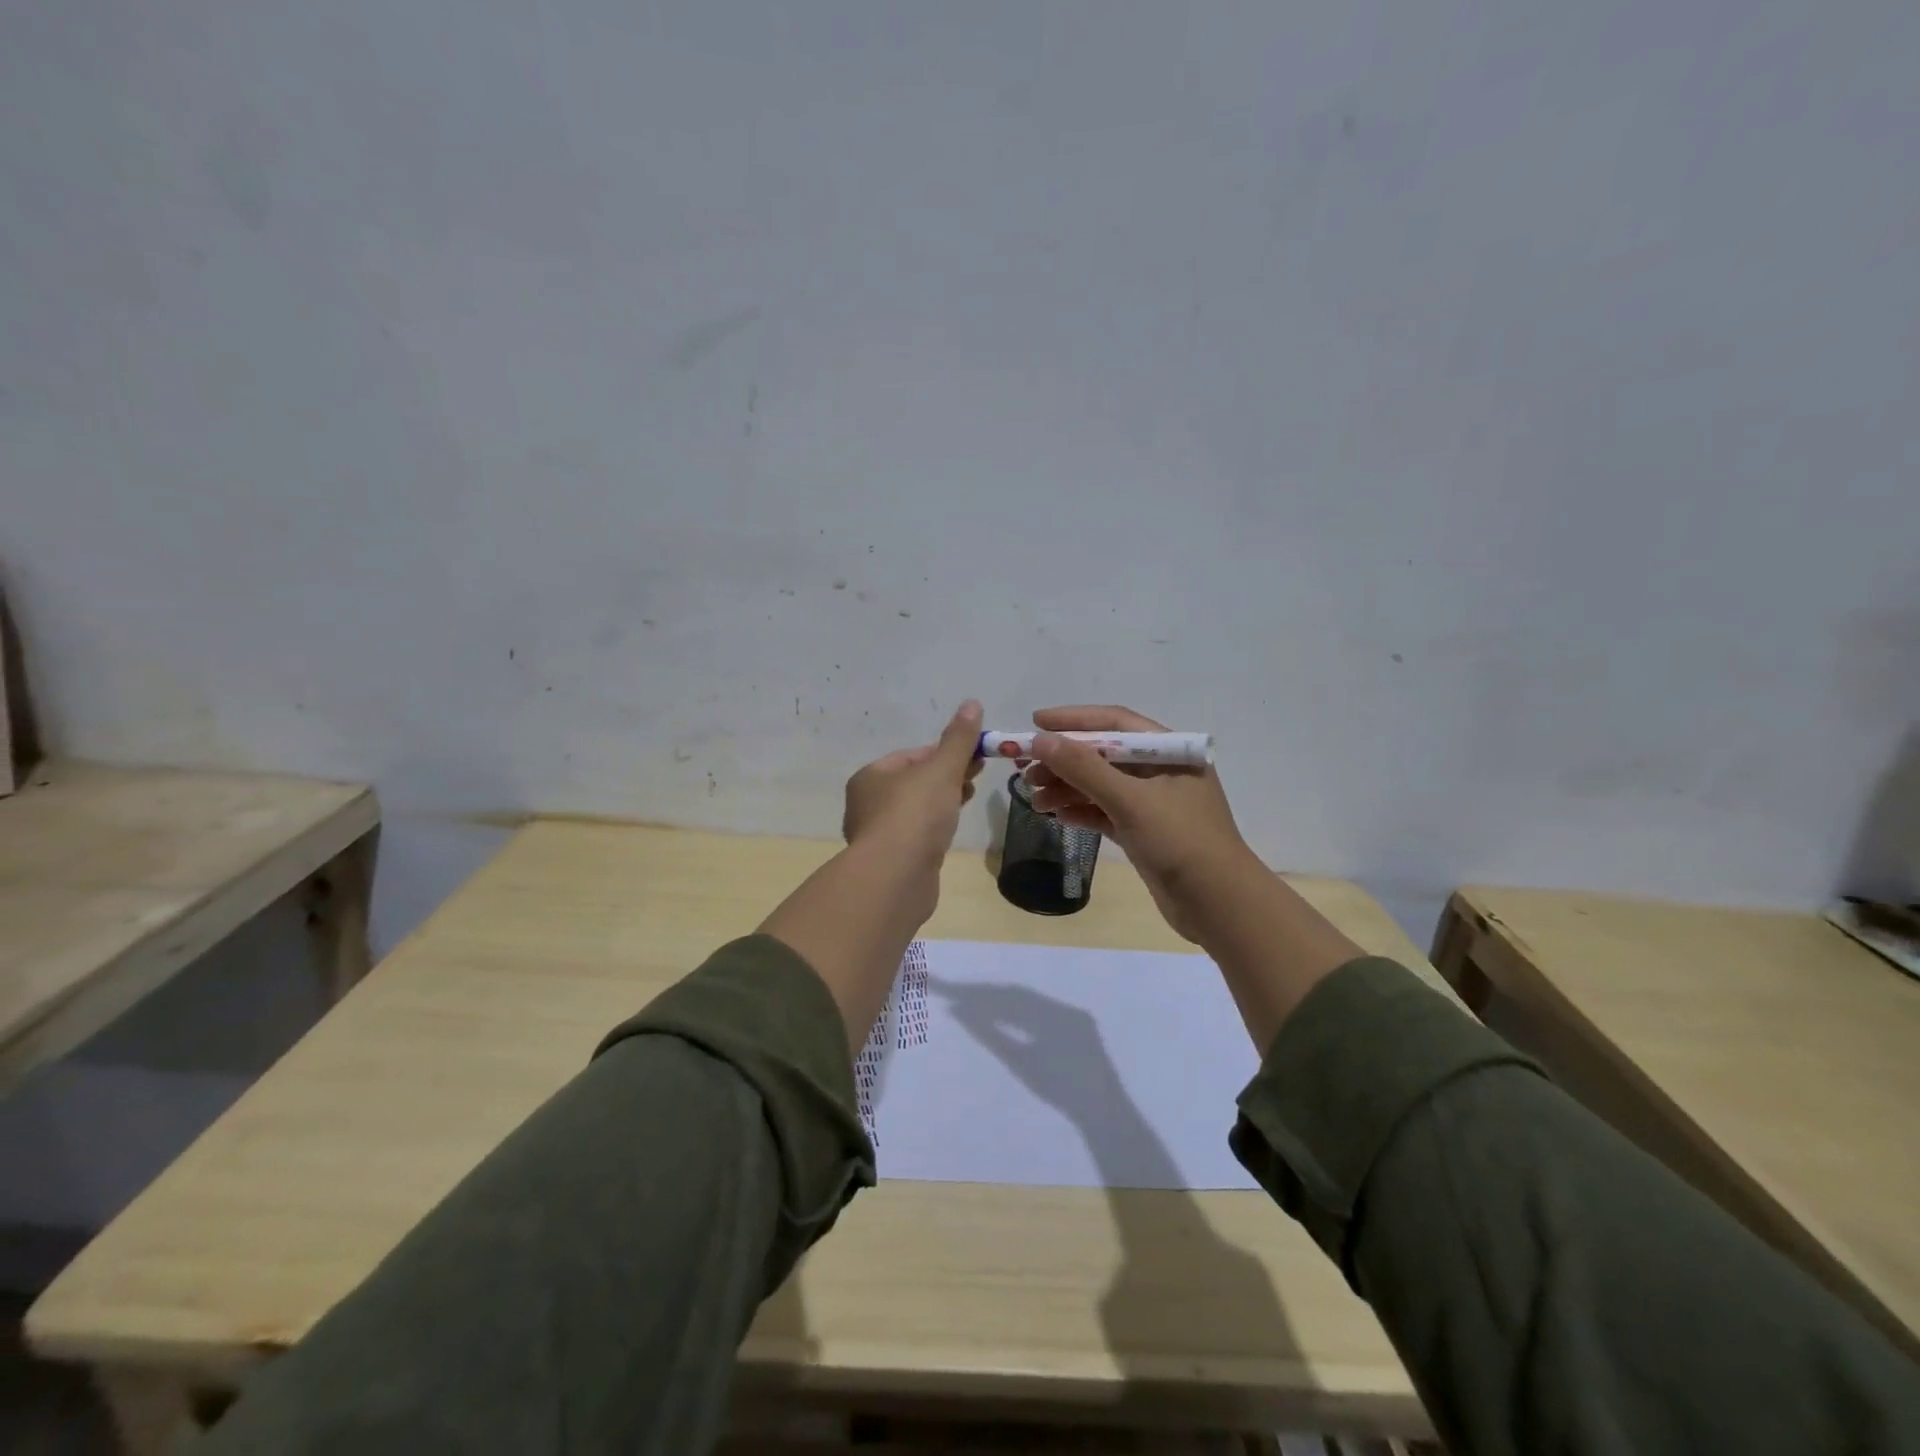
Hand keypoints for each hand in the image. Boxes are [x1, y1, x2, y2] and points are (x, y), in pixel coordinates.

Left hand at [842, 699, 984, 860]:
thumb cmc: (915, 814)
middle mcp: (867, 803)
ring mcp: (878, 835)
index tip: (973, 756)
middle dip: (946, 776)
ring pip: (916, 810)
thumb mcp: (942, 769)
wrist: (896, 877)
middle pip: (914, 782)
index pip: (912, 755)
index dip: (944, 752)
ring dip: (942, 802)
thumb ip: (958, 739)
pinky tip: (950, 831)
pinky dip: (935, 828)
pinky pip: (917, 835)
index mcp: (870, 776)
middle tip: (977, 775)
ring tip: (968, 799)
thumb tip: (972, 702)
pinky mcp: (892, 861)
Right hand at [930, 977, 1122, 1120]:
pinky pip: (1044, 1011)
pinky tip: (1005, 1016)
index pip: (1008, 996)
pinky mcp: (1078, 1026)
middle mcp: (1064, 1006)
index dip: (979, 994)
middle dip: (989, 994)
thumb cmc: (1060, 1091)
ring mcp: (1073, 1015)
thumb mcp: (1020, 1063)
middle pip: (1019, 995)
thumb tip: (959, 1013)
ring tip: (975, 1003)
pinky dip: (1022, 1012)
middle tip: (959, 994)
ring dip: (1004, 1002)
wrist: (1103, 1113)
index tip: (955, 995)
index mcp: (1052, 1012)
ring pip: (1031, 1002)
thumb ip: (990, 1034)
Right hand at [1023, 705, 1259, 941]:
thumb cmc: (1180, 841)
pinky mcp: (1146, 833)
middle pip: (1104, 755)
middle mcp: (1163, 771)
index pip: (1115, 723)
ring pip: (1102, 785)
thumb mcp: (1130, 800)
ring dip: (1067, 788)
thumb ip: (1084, 768)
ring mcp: (1154, 804)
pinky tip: (1056, 815)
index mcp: (1171, 751)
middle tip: (1026, 770)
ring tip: (1033, 799)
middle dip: (1064, 760)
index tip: (1035, 723)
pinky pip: (1106, 812)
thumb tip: (1041, 740)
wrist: (1219, 905)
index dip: (1073, 720)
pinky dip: (1082, 811)